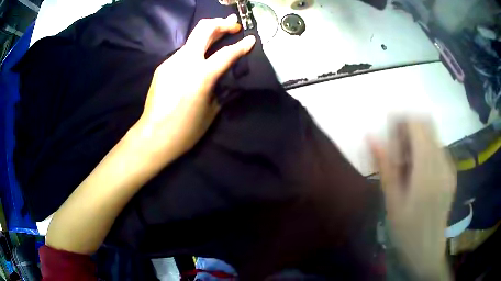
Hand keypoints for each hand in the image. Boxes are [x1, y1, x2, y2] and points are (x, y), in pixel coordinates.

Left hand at [137, 14, 255, 157]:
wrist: (153, 136)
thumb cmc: (185, 130)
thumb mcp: (211, 110)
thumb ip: (219, 87)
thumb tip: (223, 75)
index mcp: (201, 76)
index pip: (227, 53)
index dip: (242, 45)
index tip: (252, 39)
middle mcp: (185, 62)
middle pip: (204, 29)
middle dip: (222, 23)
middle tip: (234, 25)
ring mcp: (171, 62)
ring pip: (192, 38)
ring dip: (209, 34)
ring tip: (220, 35)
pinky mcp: (163, 66)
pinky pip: (183, 52)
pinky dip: (196, 49)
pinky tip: (199, 58)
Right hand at [369, 118, 455, 279]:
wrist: (427, 251)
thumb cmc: (406, 231)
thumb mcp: (391, 201)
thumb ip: (384, 166)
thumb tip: (371, 137)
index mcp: (427, 170)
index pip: (418, 124)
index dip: (401, 121)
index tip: (388, 134)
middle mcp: (442, 162)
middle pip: (427, 124)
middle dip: (408, 129)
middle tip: (395, 150)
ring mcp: (449, 167)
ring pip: (432, 135)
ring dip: (416, 140)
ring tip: (404, 165)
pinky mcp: (451, 173)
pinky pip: (437, 149)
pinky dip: (424, 150)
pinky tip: (416, 173)